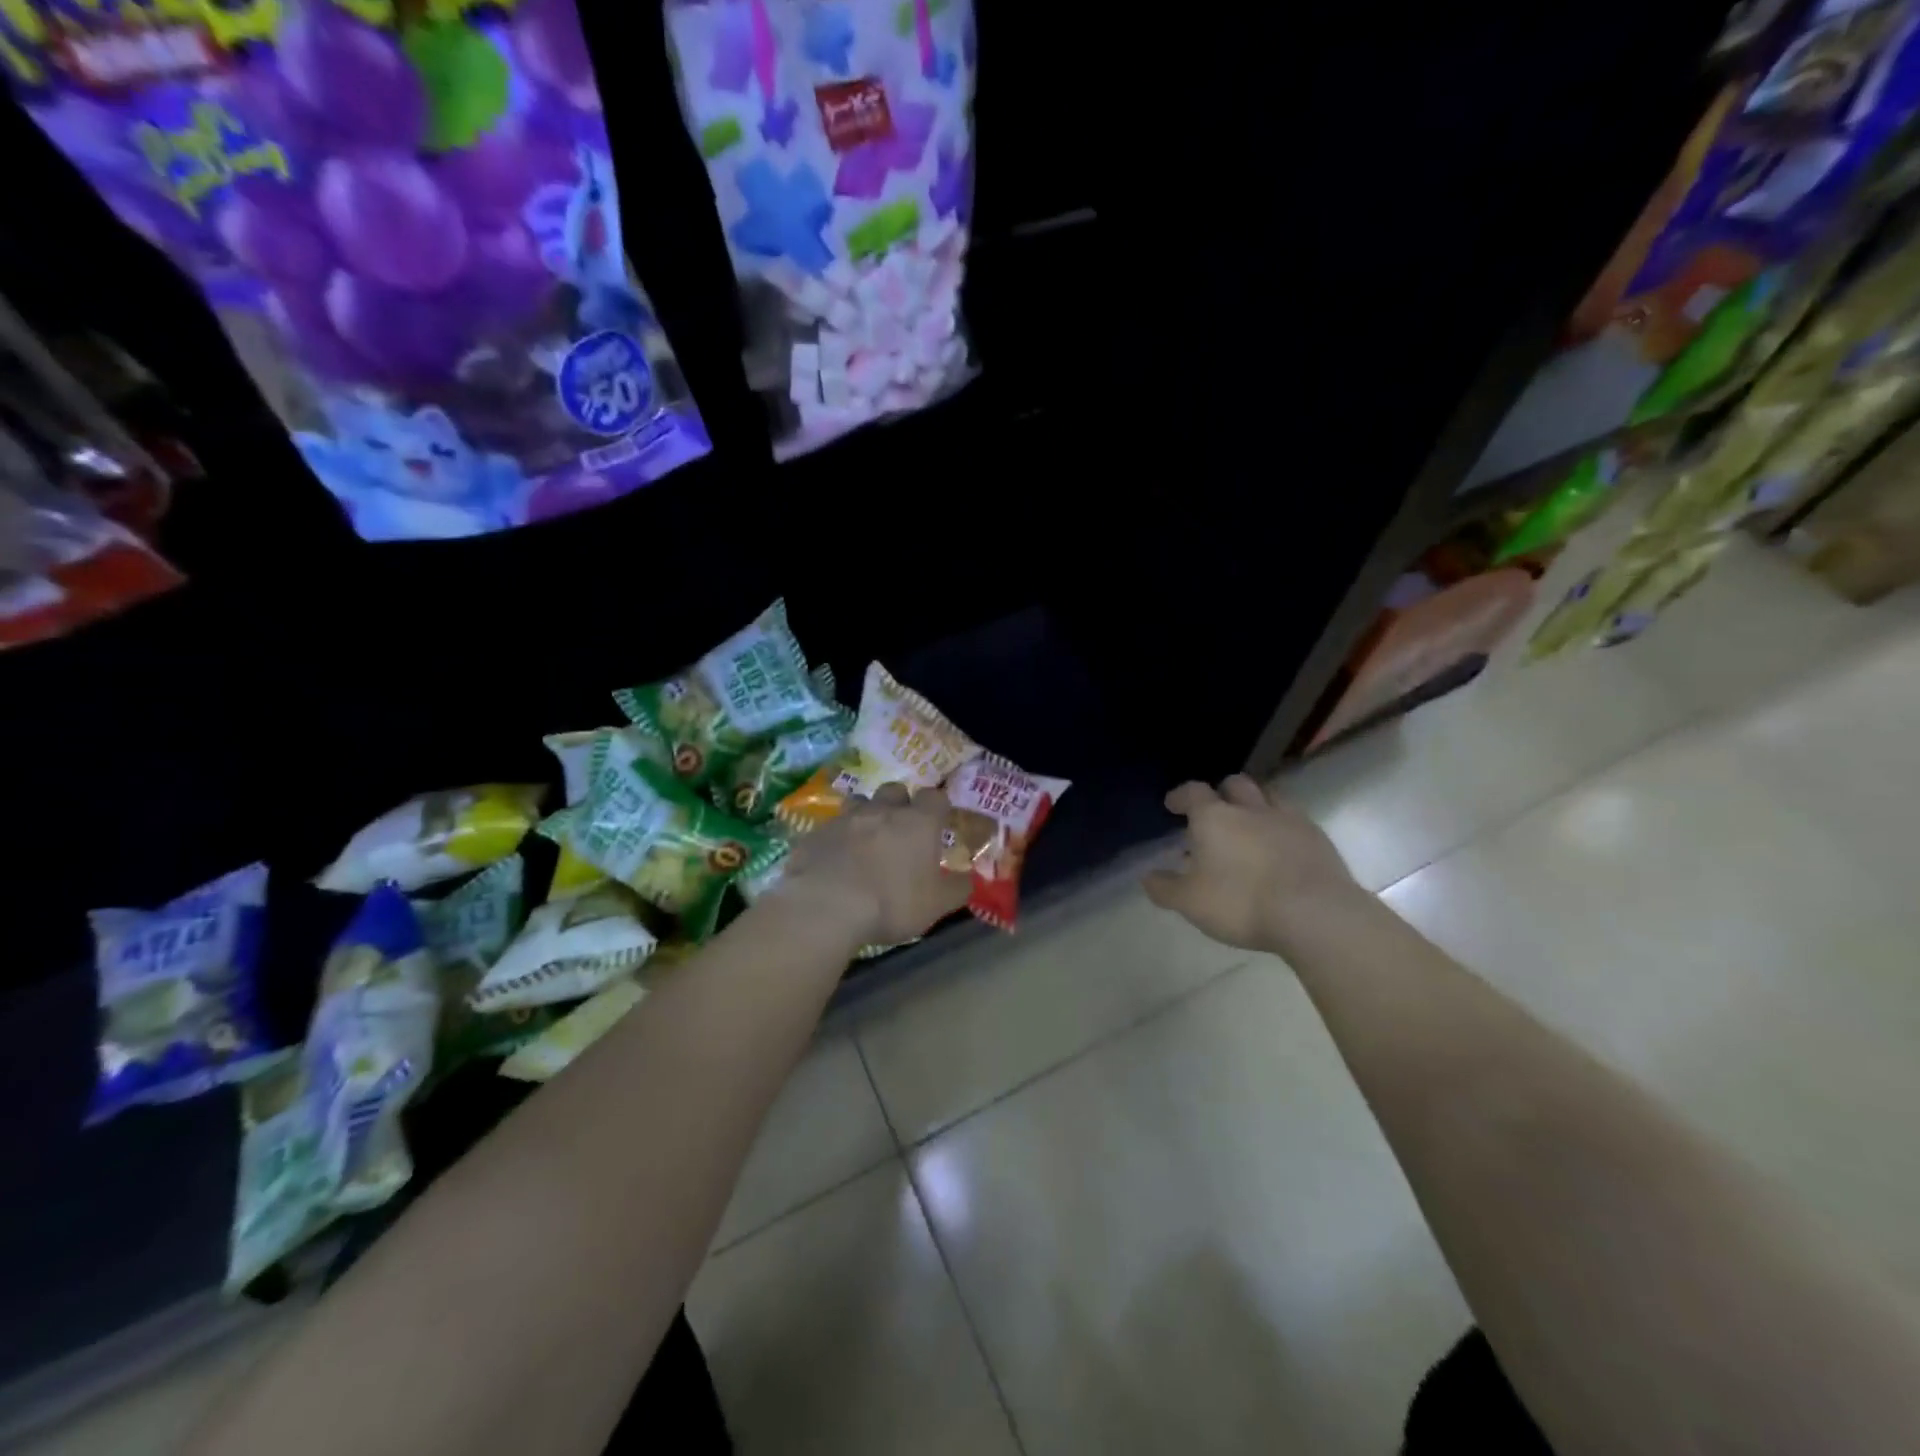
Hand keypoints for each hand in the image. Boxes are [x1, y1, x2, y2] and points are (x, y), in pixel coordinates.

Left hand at [778, 783, 972, 947]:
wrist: (825, 906)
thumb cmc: (891, 903)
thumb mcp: (936, 905)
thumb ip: (956, 889)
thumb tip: (967, 879)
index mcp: (918, 822)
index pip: (935, 797)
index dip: (938, 807)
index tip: (939, 822)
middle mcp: (882, 810)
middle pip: (895, 790)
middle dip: (900, 803)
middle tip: (901, 829)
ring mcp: (845, 818)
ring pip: (859, 801)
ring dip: (865, 814)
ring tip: (866, 839)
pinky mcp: (815, 833)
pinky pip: (830, 828)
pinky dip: (837, 838)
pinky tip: (835, 859)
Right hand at [1143, 774, 1357, 952]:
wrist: (1315, 914)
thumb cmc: (1242, 903)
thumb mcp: (1191, 902)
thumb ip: (1166, 888)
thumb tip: (1148, 876)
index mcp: (1214, 818)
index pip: (1193, 792)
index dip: (1181, 796)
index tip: (1173, 805)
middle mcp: (1250, 809)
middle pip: (1235, 785)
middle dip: (1222, 793)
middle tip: (1215, 812)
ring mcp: (1288, 820)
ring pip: (1269, 796)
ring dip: (1256, 804)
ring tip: (1250, 824)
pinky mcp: (1318, 838)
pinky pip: (1295, 820)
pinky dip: (1283, 826)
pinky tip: (1281, 847)